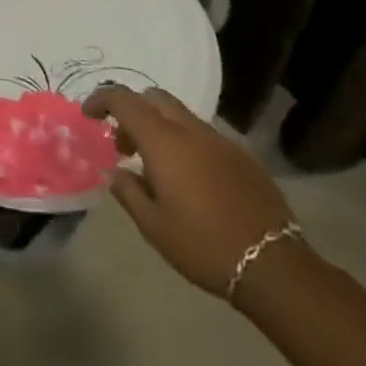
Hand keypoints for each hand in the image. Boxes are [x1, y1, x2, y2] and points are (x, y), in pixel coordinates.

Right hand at [84, 86, 297, 295]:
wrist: (275, 267)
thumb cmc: (204, 245)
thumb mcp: (153, 226)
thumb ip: (128, 191)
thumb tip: (115, 172)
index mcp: (163, 140)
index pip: (123, 99)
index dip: (101, 100)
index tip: (89, 115)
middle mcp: (190, 129)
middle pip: (153, 97)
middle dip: (132, 111)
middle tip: (124, 144)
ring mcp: (220, 140)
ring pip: (180, 115)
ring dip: (160, 127)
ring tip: (156, 166)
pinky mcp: (243, 157)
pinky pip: (204, 135)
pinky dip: (186, 143)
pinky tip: (191, 180)